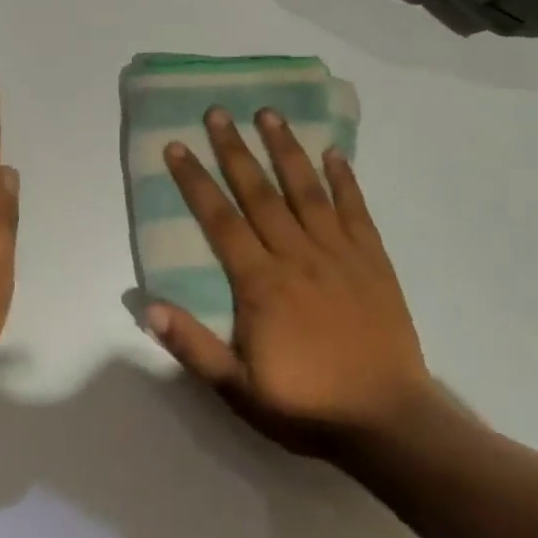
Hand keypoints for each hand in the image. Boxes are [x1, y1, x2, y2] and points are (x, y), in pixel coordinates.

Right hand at [145, 107, 436, 457]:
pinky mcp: (373, 261)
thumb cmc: (308, 406)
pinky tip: (333, 151)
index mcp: (260, 282)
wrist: (390, 425)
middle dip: (234, 149)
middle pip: (258, 192)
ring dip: (285, 149)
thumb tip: (147, 305)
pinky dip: (344, 179)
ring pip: (306, 190)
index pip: (220, 219)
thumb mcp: (238, 390)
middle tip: (217, 111)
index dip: (195, 180)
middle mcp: (296, 255)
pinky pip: (356, 210)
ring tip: (269, 113)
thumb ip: (192, 346)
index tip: (177, 146)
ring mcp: (338, 254)